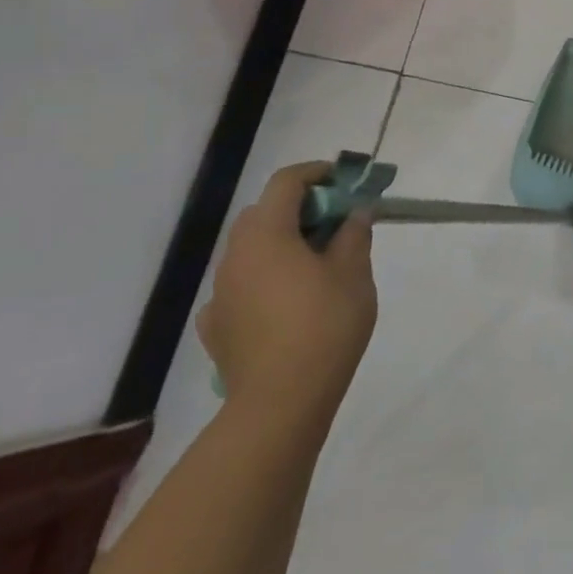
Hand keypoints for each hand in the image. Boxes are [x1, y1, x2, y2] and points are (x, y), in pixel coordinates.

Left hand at [198, 162, 376, 429]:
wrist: (281, 400)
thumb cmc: (325, 324)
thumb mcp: (354, 272)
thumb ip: (354, 234)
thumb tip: (355, 212)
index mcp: (267, 235)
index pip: (286, 183)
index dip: (316, 173)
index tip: (344, 180)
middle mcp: (235, 256)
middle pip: (262, 213)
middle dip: (299, 209)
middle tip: (336, 223)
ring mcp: (220, 293)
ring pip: (250, 250)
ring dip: (281, 244)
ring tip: (317, 265)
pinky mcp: (217, 325)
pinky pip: (241, 286)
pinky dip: (264, 280)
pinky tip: (286, 303)